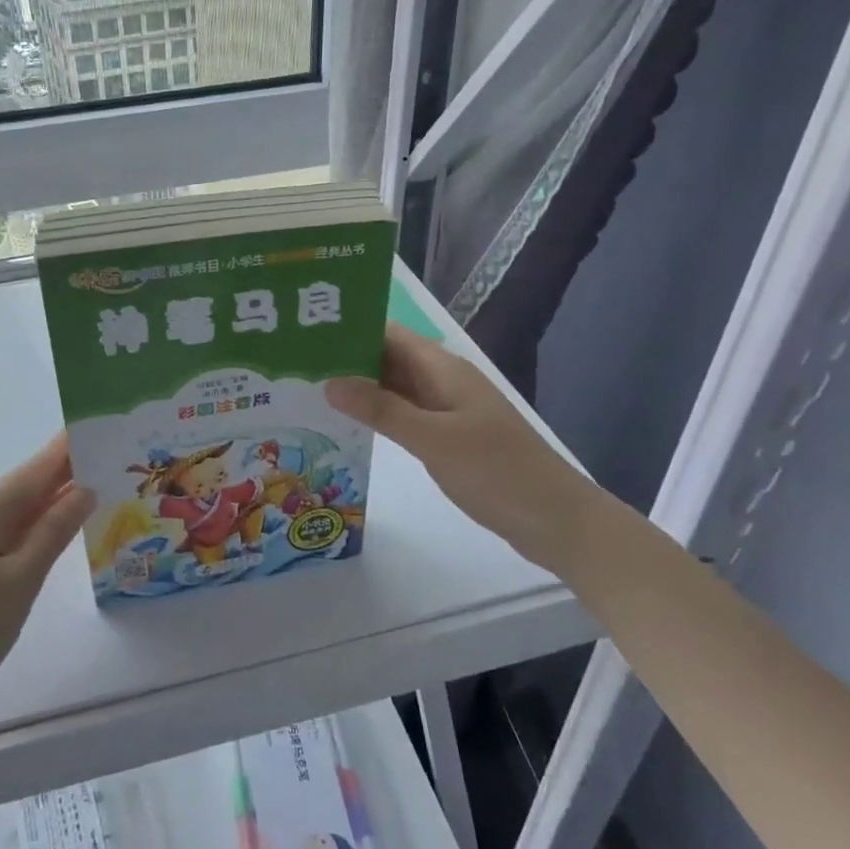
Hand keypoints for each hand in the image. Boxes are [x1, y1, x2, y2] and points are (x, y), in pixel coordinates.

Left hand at [0, 434, 94, 714]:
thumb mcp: (21, 579)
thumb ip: (54, 530)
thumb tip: (86, 488)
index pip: (39, 466)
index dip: (73, 446)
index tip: (110, 429)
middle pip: (31, 483)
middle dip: (72, 471)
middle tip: (120, 460)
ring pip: (23, 508)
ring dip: (59, 498)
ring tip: (106, 486)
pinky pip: (13, 531)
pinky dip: (42, 525)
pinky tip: (66, 528)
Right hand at [325, 325, 603, 574]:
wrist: (555, 520)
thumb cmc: (497, 472)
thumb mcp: (434, 440)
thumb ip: (382, 410)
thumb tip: (330, 381)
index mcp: (443, 369)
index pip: (388, 334)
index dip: (350, 328)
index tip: (305, 330)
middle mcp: (443, 381)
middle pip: (388, 358)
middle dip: (346, 358)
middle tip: (294, 364)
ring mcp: (447, 410)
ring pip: (395, 388)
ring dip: (360, 388)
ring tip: (309, 391)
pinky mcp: (449, 436)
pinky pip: (405, 414)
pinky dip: (378, 415)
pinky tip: (348, 426)